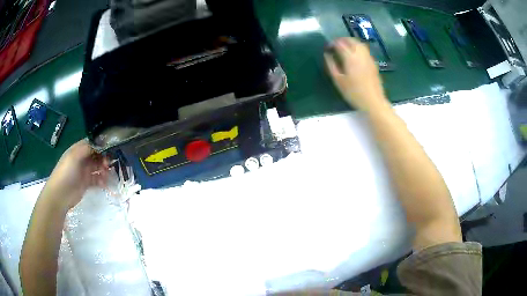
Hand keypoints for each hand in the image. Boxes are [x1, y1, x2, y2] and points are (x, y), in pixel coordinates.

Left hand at [41, 139, 109, 209]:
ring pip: (97, 167)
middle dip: (104, 158)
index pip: (92, 143)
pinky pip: (96, 179)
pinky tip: (104, 183)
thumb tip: (101, 142)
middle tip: (108, 164)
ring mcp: (84, 171)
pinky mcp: (86, 183)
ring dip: (103, 169)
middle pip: (96, 155)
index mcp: (78, 150)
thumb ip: (87, 148)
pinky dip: (101, 180)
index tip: (110, 149)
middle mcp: (82, 159)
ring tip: (106, 175)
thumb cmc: (66, 172)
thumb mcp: (75, 156)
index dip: (101, 145)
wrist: (60, 194)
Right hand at [324, 37, 388, 111]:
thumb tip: (327, 54)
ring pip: (359, 43)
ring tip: (344, 47)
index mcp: (350, 57)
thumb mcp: (338, 80)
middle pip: (351, 40)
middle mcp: (360, 54)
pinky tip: (354, 54)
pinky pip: (364, 49)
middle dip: (342, 40)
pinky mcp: (373, 62)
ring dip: (350, 42)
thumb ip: (331, 65)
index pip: (340, 44)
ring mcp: (368, 57)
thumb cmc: (354, 92)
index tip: (327, 47)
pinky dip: (357, 47)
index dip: (332, 43)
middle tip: (335, 45)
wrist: (373, 101)